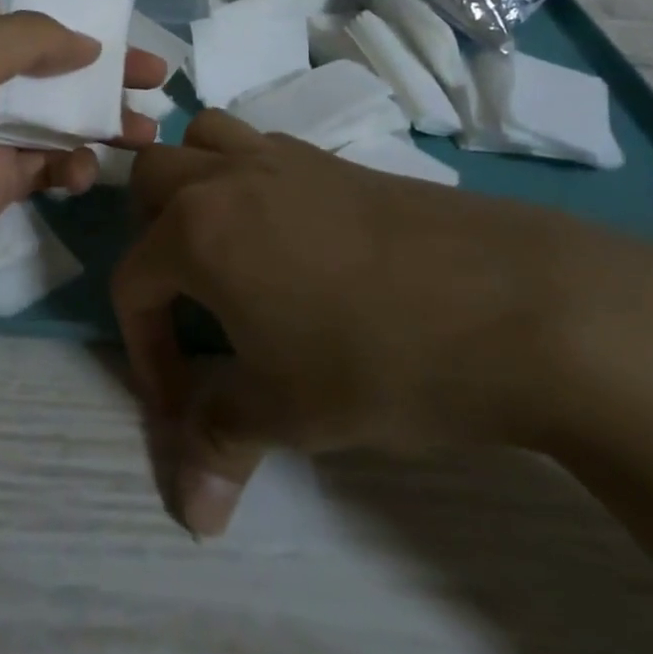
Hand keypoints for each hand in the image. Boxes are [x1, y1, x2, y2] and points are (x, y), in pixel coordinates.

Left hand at [0, 0, 166, 340]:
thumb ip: (26, 38)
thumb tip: (85, 43)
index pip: (3, 3)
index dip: (55, 5)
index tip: (107, 18)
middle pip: (43, 60)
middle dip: (99, 66)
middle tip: (155, 75)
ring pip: (53, 115)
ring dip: (99, 119)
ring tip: (146, 132)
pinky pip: (45, 165)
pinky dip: (70, 166)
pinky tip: (82, 176)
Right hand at [114, 110, 652, 536]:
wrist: (519, 304)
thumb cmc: (379, 359)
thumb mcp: (289, 412)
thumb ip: (223, 444)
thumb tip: (190, 515)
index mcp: (198, 230)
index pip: (133, 280)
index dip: (144, 349)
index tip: (182, 404)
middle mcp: (231, 177)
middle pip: (152, 177)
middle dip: (150, 236)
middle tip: (187, 296)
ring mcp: (287, 157)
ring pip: (208, 138)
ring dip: (196, 183)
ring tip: (225, 247)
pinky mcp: (338, 158)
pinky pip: (265, 148)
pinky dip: (252, 180)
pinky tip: (294, 239)